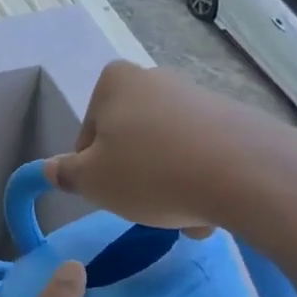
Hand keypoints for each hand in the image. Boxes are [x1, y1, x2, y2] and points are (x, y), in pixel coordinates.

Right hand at [44, 61, 296, 238]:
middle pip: (129, 139)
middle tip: (143, 207)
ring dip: (168, 184)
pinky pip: (202, 154)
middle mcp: (156, 79)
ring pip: (166, 151)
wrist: (246, 173)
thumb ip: (65, 174)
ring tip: (183, 218)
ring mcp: (198, 96)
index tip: (108, 192)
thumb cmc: (150, 172)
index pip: (88, 134)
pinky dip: (199, 180)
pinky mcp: (235, 119)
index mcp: (114, 82)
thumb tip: (50, 169)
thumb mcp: (92, 181)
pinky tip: (209, 210)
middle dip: (134, 175)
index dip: (92, 169)